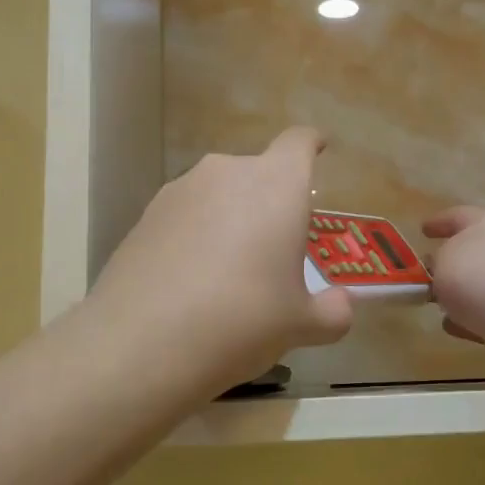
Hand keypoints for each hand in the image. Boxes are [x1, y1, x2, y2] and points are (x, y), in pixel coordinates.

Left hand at [90, 127, 353, 396]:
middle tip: (276, 248)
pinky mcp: (145, 215)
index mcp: (277, 185)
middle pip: (259, 172)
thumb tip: (341, 306)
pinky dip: (196, 235)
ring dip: (231, 218)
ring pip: (219, 194)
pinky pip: (186, 216)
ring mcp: (180, 190)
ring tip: (230, 271)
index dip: (312, 144)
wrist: (142, 342)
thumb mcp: (300, 325)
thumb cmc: (242, 320)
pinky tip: (191, 281)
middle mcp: (227, 173)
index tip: (319, 151)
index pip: (300, 142)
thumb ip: (332, 312)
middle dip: (271, 200)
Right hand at [423, 206, 484, 387]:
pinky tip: (458, 330)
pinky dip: (475, 323)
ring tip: (439, 306)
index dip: (439, 221)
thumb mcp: (445, 262)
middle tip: (427, 274)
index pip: (460, 215)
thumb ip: (437, 264)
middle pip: (476, 252)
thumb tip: (443, 271)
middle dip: (453, 263)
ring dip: (464, 297)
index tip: (423, 228)